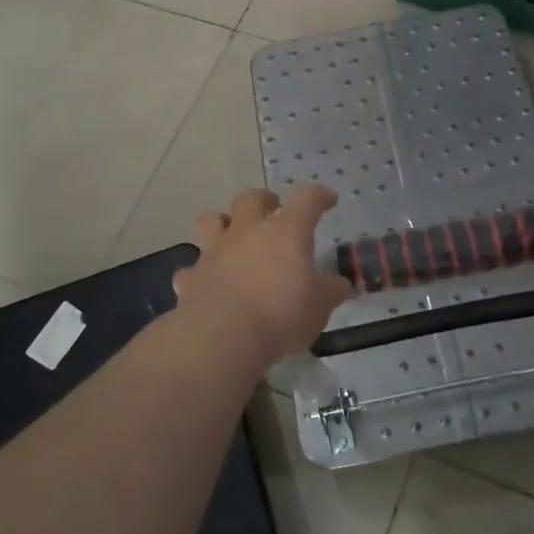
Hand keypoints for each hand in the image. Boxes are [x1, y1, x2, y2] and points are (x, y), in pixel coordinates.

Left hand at [173, 187, 350, 367]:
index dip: (319, 196)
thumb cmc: (281, 315)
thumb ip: (331, 291)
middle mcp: (248, 232)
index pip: (307, 200)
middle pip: (251, 198)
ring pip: (211, 220)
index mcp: (286, 232)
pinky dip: (200, 272)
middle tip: (273, 211)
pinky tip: (207, 283)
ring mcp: (215, 252)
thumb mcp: (320, 306)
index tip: (328, 199)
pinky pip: (193, 268)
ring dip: (222, 223)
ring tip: (232, 236)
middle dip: (263, 200)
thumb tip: (341, 285)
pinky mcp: (192, 277)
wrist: (223, 337)